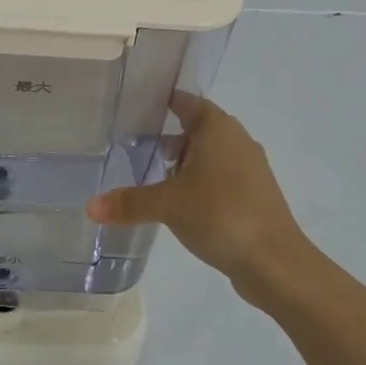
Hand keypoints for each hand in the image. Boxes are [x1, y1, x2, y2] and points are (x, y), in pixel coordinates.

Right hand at [86, 95, 311, 300]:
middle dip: (169, 136)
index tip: (135, 107)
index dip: (161, 102)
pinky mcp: (256, 194)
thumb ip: (129, 202)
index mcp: (217, 127)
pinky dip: (202, 182)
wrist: (276, 262)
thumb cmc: (221, 215)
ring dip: (186, 162)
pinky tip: (183, 203)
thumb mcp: (168, 205)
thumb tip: (89, 206)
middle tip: (136, 146)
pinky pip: (222, 176)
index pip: (186, 102)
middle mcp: (237, 139)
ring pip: (211, 154)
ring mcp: (250, 168)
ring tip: (156, 177)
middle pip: (197, 127)